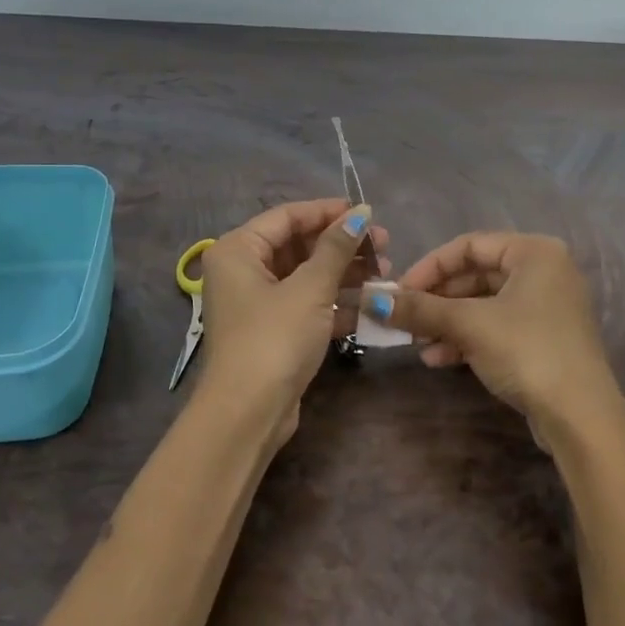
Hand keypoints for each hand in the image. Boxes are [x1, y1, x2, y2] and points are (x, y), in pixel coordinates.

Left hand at [196, 199, 388, 444]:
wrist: (248, 413)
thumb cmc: (274, 338)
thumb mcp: (310, 288)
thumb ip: (336, 248)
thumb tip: (360, 213)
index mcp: (239, 250)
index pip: (288, 216)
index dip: (328, 212)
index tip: (367, 212)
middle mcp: (243, 271)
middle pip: (299, 246)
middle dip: (343, 246)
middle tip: (384, 245)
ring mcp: (258, 304)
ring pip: (307, 277)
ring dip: (345, 274)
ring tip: (385, 273)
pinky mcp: (273, 331)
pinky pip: (308, 305)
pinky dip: (336, 303)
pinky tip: (371, 305)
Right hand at [369, 232, 624, 447]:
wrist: (580, 417)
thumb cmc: (526, 351)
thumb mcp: (468, 324)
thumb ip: (420, 308)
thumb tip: (371, 300)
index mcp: (534, 251)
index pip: (468, 245)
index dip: (428, 267)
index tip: (398, 292)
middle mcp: (544, 271)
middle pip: (475, 275)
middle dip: (436, 300)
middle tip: (405, 320)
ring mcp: (546, 306)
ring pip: (483, 304)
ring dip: (447, 323)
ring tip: (418, 345)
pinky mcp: (543, 338)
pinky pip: (496, 326)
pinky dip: (467, 338)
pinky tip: (438, 360)